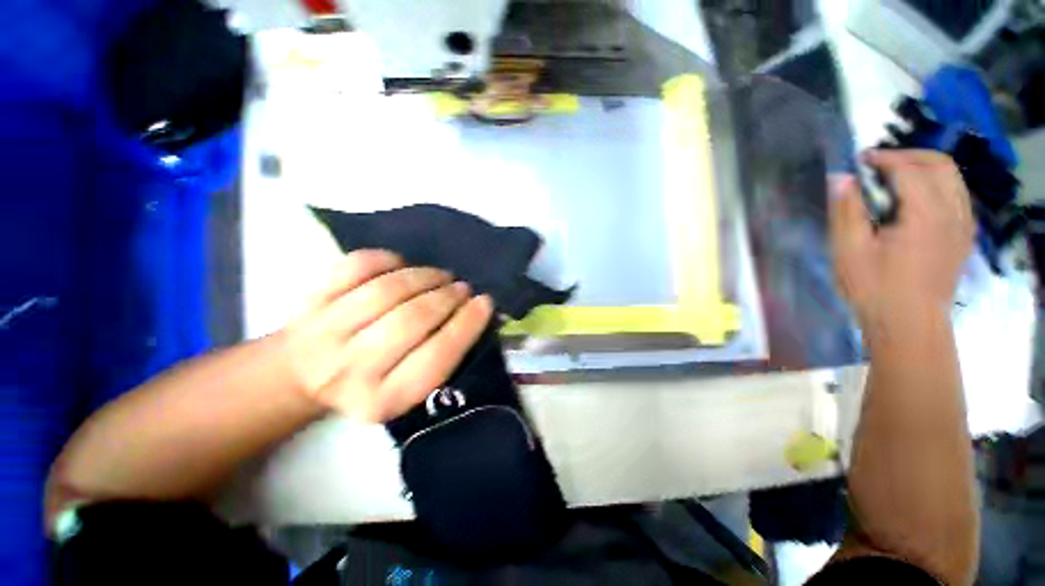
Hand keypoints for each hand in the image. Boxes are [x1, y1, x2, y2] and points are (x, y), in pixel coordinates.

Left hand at [285, 250, 492, 421]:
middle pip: (412, 319)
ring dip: (425, 276)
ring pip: (387, 290)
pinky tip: (402, 265)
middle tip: (462, 289)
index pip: (437, 357)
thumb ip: (441, 357)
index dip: (467, 324)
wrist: (302, 377)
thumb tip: (475, 311)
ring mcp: (324, 332)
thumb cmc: (369, 383)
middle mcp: (350, 370)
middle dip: (447, 297)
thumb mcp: (406, 389)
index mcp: (382, 400)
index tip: (484, 302)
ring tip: (441, 276)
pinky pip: (356, 267)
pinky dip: (387, 259)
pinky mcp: (310, 301)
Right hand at [829, 150, 974, 335]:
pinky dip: (936, 184)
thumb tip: (841, 178)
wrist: (909, 325)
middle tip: (878, 164)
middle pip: (939, 164)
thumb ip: (847, 211)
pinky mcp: (963, 235)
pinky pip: (956, 195)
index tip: (860, 159)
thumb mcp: (849, 250)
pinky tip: (915, 198)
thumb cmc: (875, 288)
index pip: (910, 169)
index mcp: (926, 215)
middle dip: (908, 156)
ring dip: (924, 167)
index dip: (884, 158)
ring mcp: (963, 224)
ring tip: (895, 177)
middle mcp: (953, 212)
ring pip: (952, 177)